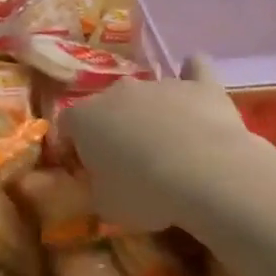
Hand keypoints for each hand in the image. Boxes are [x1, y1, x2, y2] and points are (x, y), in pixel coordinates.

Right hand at [63, 57, 254, 231]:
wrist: (208, 176)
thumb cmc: (144, 192)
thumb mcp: (104, 205)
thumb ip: (94, 187)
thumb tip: (99, 181)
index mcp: (84, 117)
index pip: (66, 126)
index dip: (73, 148)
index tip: (84, 171)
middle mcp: (118, 91)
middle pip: (107, 106)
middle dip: (112, 129)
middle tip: (126, 162)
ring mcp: (160, 84)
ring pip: (148, 94)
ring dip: (150, 114)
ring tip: (168, 149)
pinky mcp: (200, 86)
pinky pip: (194, 70)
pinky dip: (192, 77)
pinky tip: (195, 90)